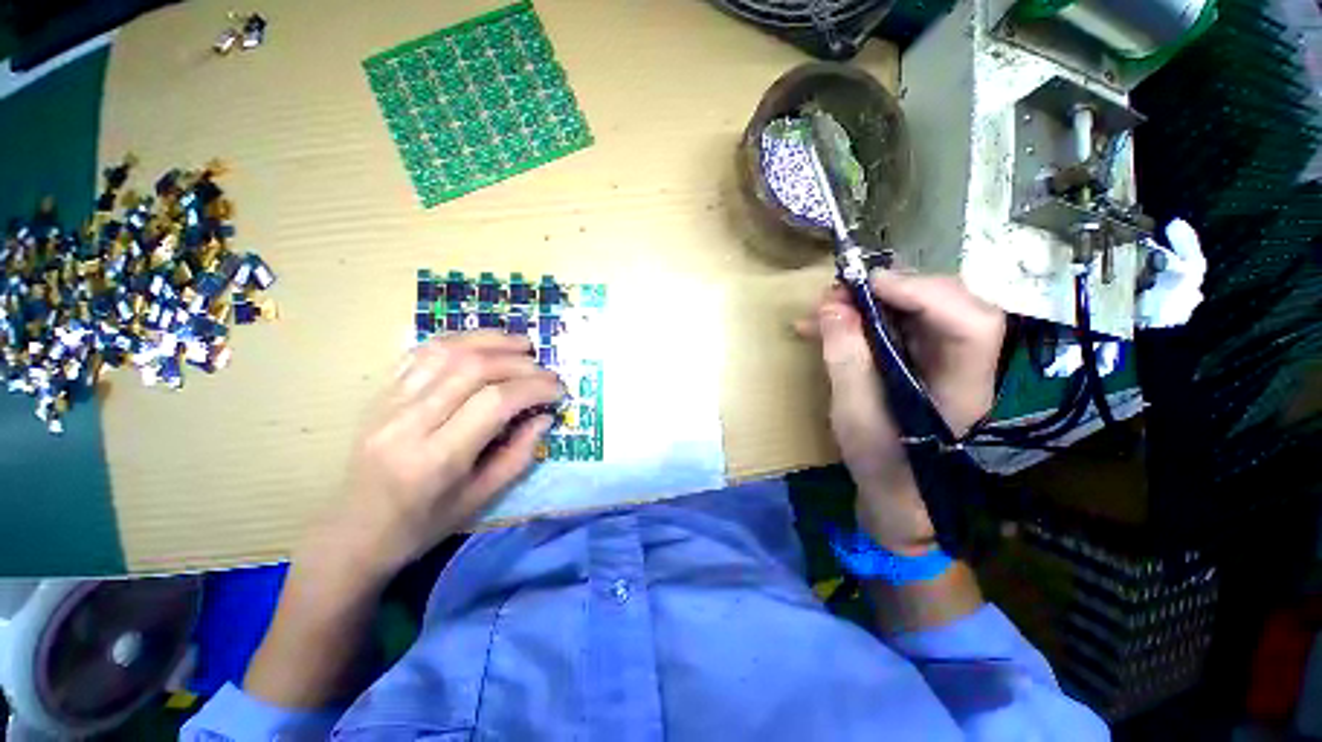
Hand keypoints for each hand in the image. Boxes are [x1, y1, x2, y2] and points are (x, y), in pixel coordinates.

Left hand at [303, 331, 561, 583]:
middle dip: (519, 363)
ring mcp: (388, 403)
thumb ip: (519, 454)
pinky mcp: (379, 394)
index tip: (558, 391)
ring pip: (446, 351)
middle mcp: (408, 423)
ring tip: (522, 345)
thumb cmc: (423, 524)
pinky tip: (482, 344)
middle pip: (472, 368)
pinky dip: (459, 341)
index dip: (534, 388)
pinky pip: (421, 353)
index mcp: (436, 458)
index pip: (494, 402)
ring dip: (491, 341)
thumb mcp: (480, 499)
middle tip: (545, 371)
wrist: (354, 532)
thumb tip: (546, 416)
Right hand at [798, 270, 1004, 551]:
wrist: (895, 493)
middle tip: (838, 293)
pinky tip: (826, 324)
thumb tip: (831, 306)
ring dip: (870, 300)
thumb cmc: (881, 464)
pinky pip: (895, 324)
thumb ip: (846, 358)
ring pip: (917, 308)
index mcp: (963, 386)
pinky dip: (861, 317)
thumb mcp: (854, 414)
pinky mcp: (917, 360)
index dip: (924, 293)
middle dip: (891, 289)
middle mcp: (963, 363)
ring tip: (824, 307)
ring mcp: (940, 359)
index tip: (867, 285)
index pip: (971, 322)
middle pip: (947, 304)